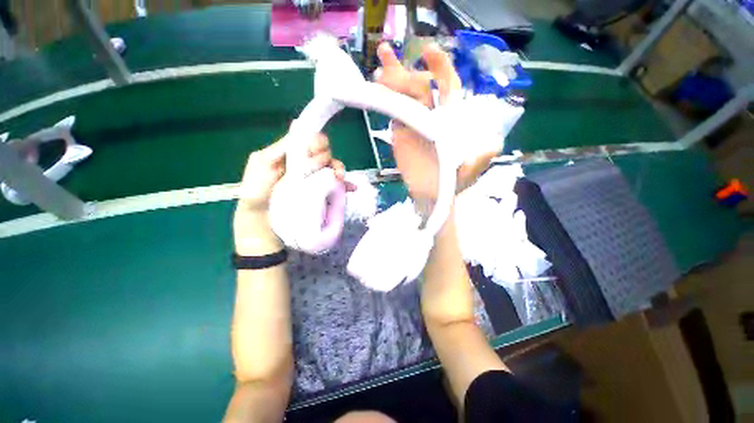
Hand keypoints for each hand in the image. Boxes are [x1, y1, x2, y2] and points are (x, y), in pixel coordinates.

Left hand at [234, 134, 346, 254]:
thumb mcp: (261, 165)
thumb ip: (278, 150)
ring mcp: (314, 181)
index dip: (317, 142)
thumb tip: (302, 136)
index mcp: (290, 156)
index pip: (309, 142)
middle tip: (324, 168)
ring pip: (331, 169)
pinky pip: (336, 186)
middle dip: (327, 158)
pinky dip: (346, 185)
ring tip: (340, 179)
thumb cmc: (257, 194)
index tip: (317, 151)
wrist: (262, 225)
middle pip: (323, 154)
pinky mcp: (320, 194)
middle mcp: (304, 166)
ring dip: (339, 170)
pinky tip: (351, 188)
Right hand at [375, 43, 499, 202]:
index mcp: (451, 117)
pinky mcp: (400, 135)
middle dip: (406, 72)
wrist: (432, 196)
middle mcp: (432, 116)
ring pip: (403, 98)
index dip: (440, 68)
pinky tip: (377, 92)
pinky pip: (393, 114)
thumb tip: (493, 139)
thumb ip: (484, 154)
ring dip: (391, 83)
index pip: (447, 86)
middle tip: (388, 60)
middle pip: (419, 87)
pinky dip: (386, 102)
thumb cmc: (454, 182)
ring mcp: (414, 125)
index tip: (428, 53)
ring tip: (379, 74)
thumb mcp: (474, 168)